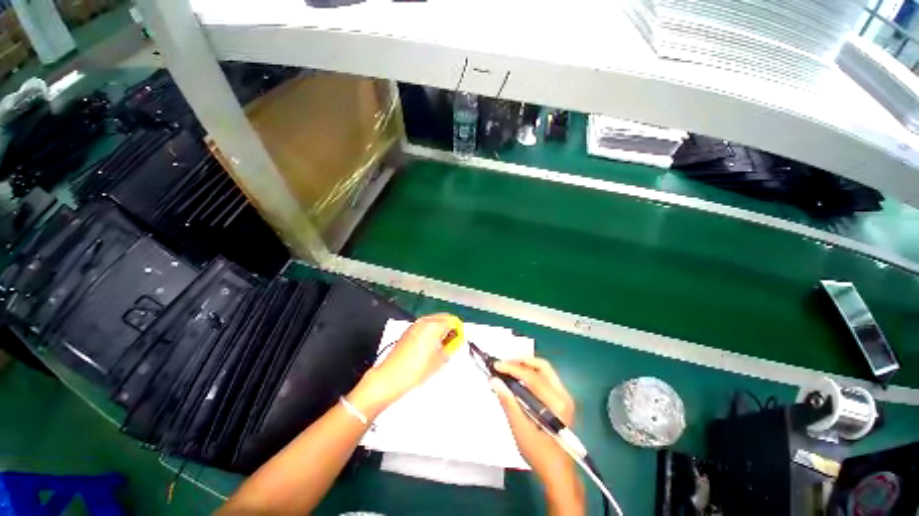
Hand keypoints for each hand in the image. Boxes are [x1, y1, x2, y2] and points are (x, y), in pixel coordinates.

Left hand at [349, 314, 455, 416]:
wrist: (390, 377)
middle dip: (450, 327)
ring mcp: (415, 325)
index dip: (459, 330)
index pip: (453, 321)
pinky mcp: (408, 330)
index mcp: (434, 326)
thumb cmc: (415, 370)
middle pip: (444, 317)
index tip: (459, 340)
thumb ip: (451, 347)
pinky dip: (431, 331)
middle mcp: (425, 321)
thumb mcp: (440, 360)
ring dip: (440, 329)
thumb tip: (456, 341)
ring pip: (434, 320)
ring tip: (441, 345)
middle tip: (452, 343)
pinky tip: (430, 346)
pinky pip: (425, 325)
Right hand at [492, 357, 584, 514]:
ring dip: (526, 366)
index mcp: (556, 403)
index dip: (513, 368)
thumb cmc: (539, 453)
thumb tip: (494, 381)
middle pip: (542, 366)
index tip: (496, 365)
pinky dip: (531, 374)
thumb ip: (508, 402)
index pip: (532, 377)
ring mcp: (565, 396)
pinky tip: (518, 379)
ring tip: (508, 368)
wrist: (558, 472)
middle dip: (521, 361)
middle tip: (504, 363)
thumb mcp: (520, 429)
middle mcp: (563, 395)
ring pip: (544, 370)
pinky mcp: (562, 399)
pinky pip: (546, 378)